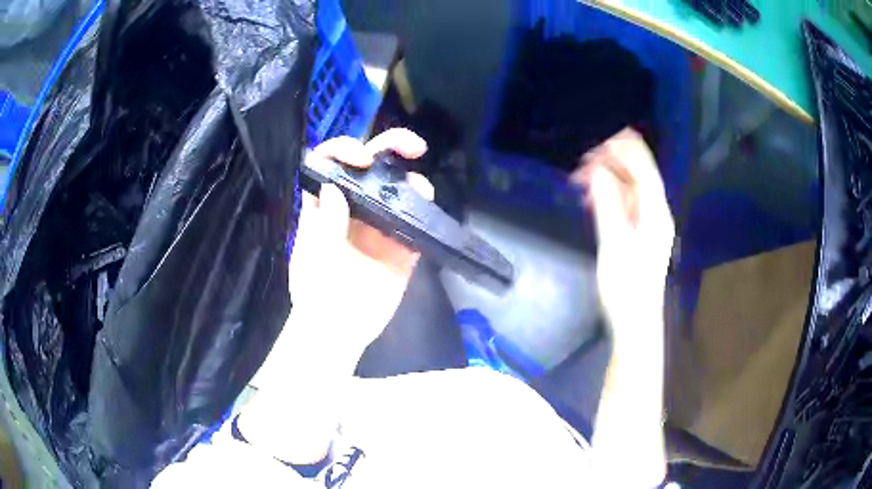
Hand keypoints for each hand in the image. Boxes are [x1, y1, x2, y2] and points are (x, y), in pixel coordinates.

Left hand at [289, 129, 433, 353]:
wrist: (340, 332)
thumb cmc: (317, 295)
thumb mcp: (315, 258)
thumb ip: (325, 223)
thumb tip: (333, 186)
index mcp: (324, 205)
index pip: (330, 162)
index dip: (344, 150)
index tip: (362, 158)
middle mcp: (352, 207)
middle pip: (369, 166)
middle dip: (390, 146)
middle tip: (413, 147)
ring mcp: (378, 225)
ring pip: (396, 189)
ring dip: (411, 180)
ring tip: (419, 190)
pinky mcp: (400, 246)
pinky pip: (414, 221)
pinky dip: (423, 210)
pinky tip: (426, 211)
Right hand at [571, 128, 673, 337]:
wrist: (635, 321)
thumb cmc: (625, 286)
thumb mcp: (613, 244)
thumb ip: (607, 204)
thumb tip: (597, 170)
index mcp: (654, 213)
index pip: (644, 169)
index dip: (627, 147)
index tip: (605, 131)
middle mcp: (656, 213)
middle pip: (639, 175)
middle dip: (613, 161)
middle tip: (582, 158)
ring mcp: (649, 224)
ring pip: (631, 188)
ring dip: (609, 177)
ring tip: (581, 176)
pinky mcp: (641, 234)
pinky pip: (627, 203)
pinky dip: (610, 194)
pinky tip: (593, 197)